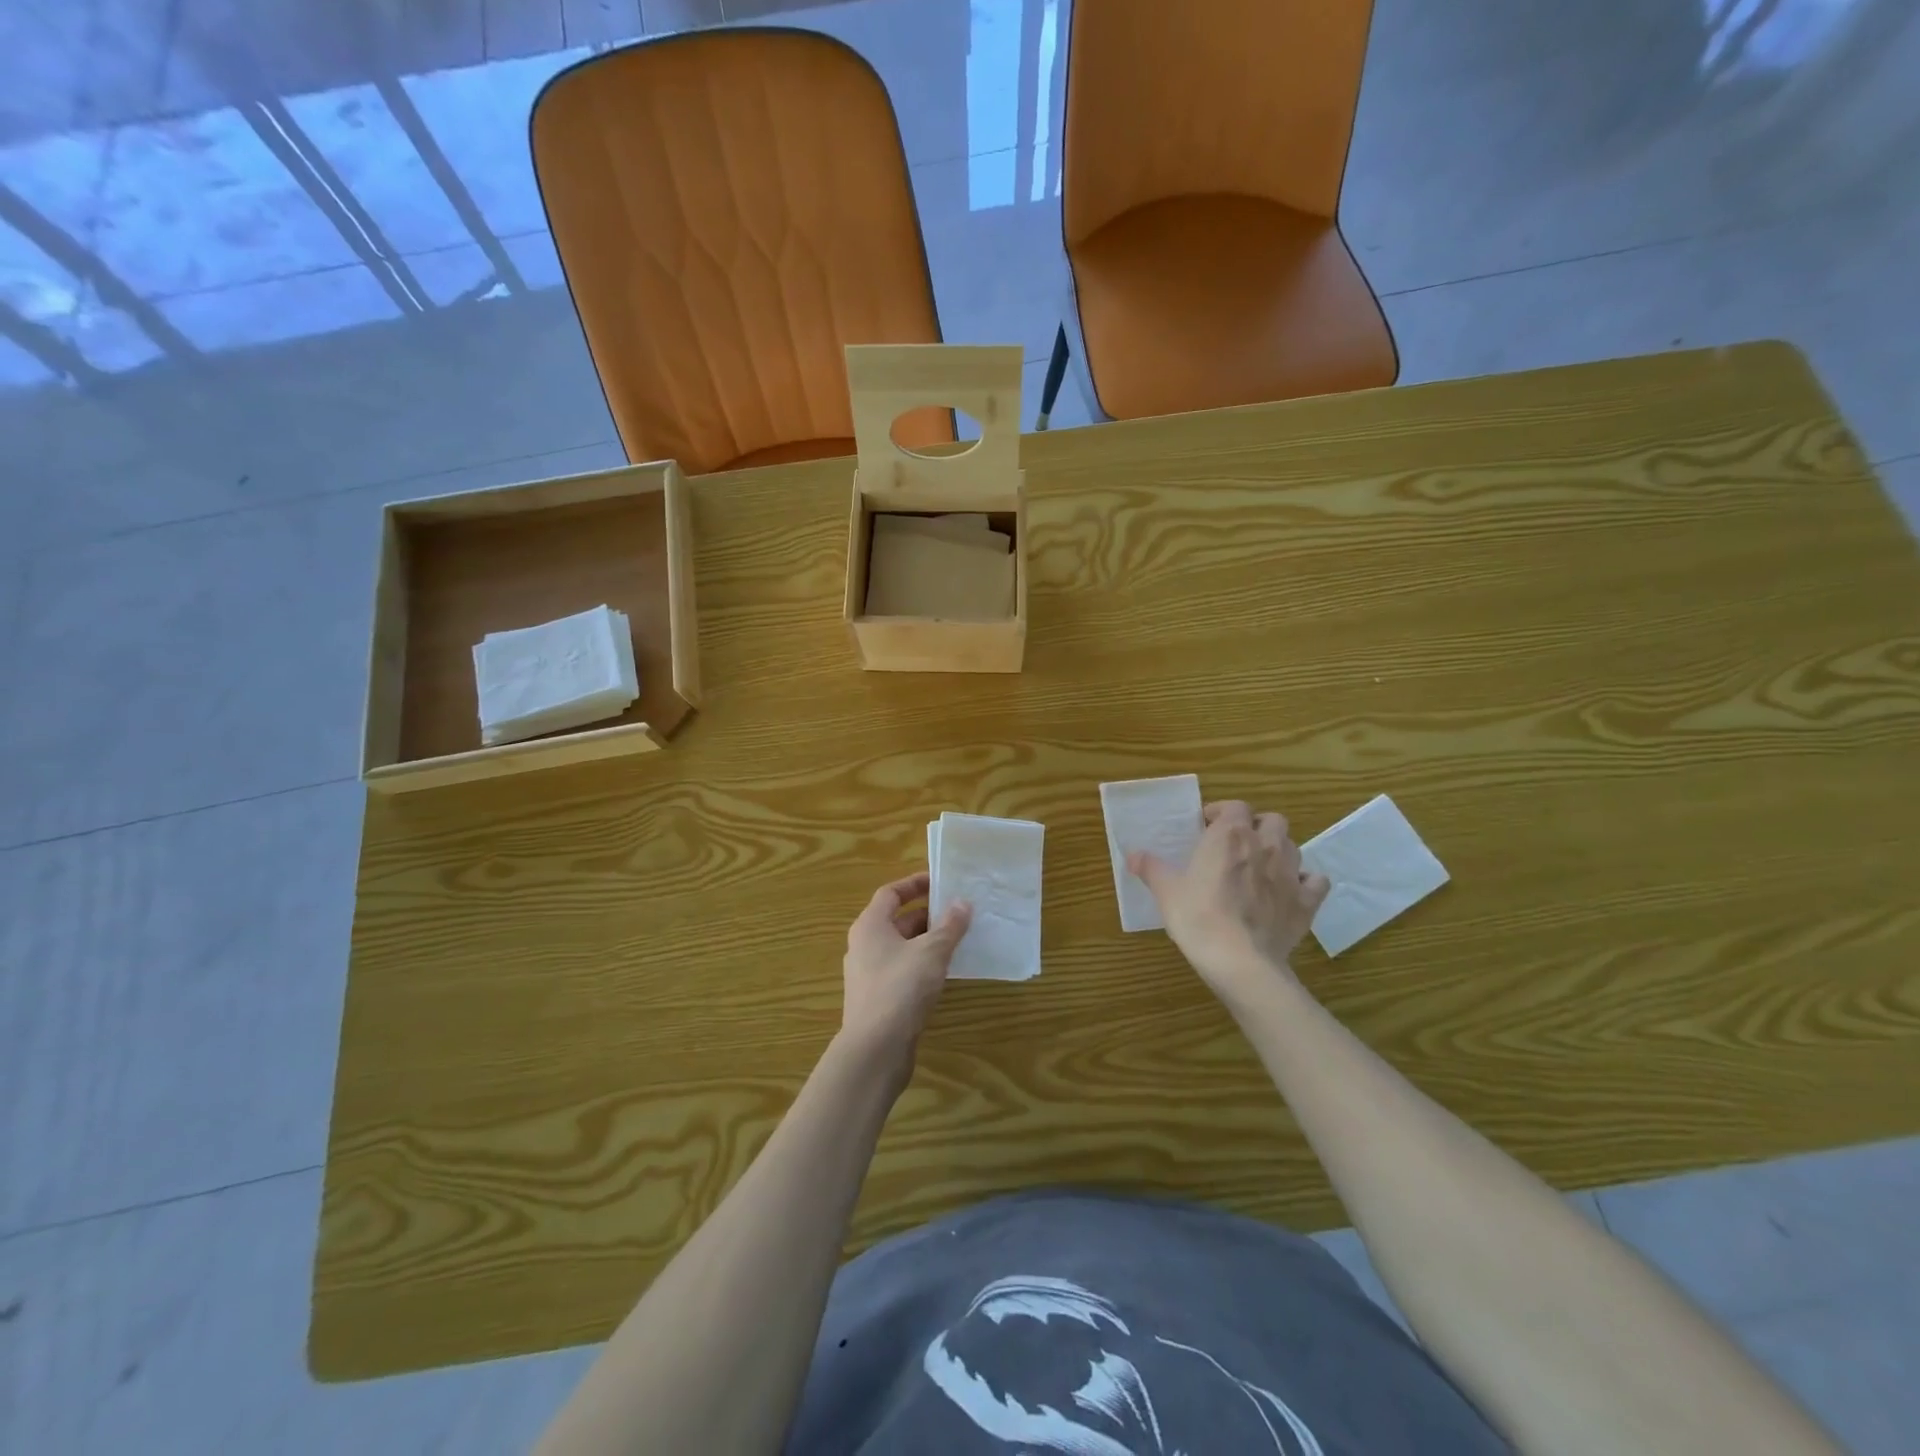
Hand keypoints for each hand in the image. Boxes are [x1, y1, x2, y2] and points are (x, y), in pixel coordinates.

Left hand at [838, 872, 970, 1078]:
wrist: (875, 1048)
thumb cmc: (901, 988)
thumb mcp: (932, 952)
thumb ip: (949, 926)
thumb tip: (962, 903)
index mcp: (870, 925)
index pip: (891, 893)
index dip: (914, 884)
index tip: (940, 881)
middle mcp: (863, 945)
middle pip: (896, 920)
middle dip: (927, 915)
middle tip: (957, 913)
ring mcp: (867, 974)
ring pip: (900, 947)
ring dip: (926, 941)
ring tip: (957, 940)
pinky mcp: (876, 998)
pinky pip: (901, 970)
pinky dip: (921, 964)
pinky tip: (943, 973)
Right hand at [1129, 801, 1329, 1004]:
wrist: (1240, 961)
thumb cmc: (1198, 917)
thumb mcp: (1166, 891)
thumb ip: (1151, 868)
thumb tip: (1132, 855)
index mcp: (1230, 835)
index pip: (1235, 806)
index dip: (1222, 813)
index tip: (1207, 827)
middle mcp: (1265, 846)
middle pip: (1272, 820)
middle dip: (1257, 826)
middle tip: (1238, 844)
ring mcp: (1291, 873)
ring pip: (1294, 846)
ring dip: (1279, 850)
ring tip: (1261, 867)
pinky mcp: (1307, 902)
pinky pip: (1315, 881)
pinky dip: (1306, 882)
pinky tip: (1291, 891)